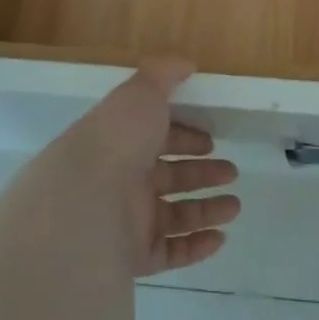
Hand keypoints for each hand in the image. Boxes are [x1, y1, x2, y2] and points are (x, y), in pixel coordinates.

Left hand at [55, 58, 241, 276]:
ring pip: (173, 215)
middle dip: (202, 173)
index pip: (157, 137)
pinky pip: (169, 252)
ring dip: (206, 208)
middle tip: (232, 172)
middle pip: (169, 176)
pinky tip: (220, 237)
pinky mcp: (133, 256)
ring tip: (235, 206)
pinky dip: (195, 247)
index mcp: (122, 141)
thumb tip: (188, 63)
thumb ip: (164, 73)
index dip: (185, 137)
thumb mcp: (140, 92)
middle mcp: (122, 180)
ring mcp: (126, 221)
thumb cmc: (116, 141)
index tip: (211, 139)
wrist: (84, 204)